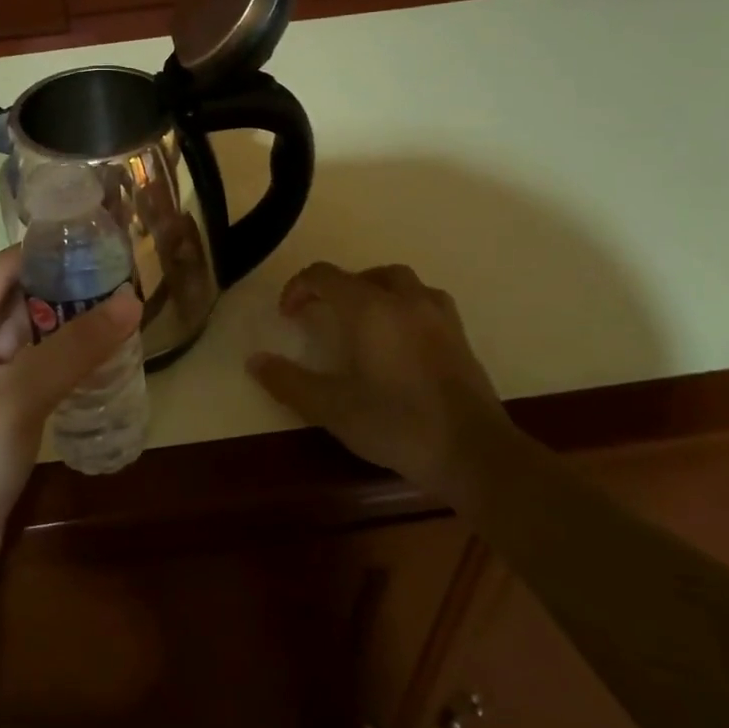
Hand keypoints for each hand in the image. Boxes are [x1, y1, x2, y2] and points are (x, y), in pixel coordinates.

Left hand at [0, 245, 141, 602]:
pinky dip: (57, 367)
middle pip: (10, 304)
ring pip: (21, 343)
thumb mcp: (17, 397)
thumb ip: (75, 347)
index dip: (44, 253)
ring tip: (120, 309)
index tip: (97, 239)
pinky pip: (24, 377)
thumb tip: (132, 300)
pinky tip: (99, 359)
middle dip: (62, 291)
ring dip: (63, 330)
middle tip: (121, 276)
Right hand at [248, 263, 504, 495]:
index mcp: (370, 308)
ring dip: (372, 290)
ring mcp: (438, 315)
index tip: (287, 316)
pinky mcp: (459, 335)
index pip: (324, 276)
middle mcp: (404, 300)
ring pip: (399, 281)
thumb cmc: (397, 424)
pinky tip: (399, 337)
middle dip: (335, 288)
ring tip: (360, 320)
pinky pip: (424, 301)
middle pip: (362, 274)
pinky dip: (403, 306)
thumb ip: (289, 381)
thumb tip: (254, 361)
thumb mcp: (332, 408)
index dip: (298, 288)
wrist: (474, 453)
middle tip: (321, 316)